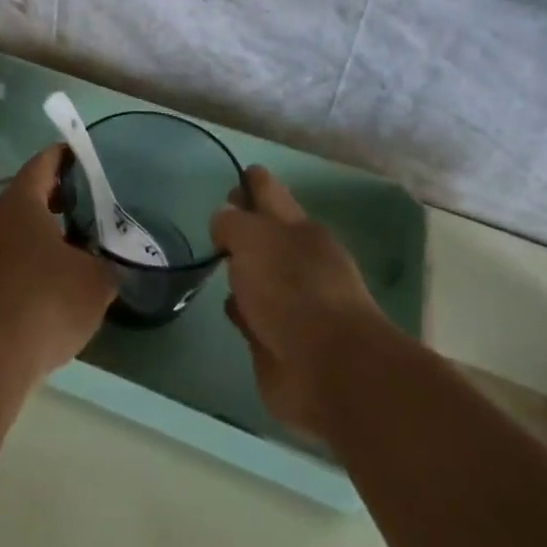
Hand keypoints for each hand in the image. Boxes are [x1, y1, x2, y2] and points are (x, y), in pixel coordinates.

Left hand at [0, 145, 117, 384]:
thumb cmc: (47, 302)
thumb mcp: (95, 281)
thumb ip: (108, 263)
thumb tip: (110, 262)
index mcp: (21, 202)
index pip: (43, 163)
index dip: (64, 157)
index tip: (82, 157)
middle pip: (27, 195)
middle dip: (56, 196)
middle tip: (86, 204)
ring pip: (15, 227)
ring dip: (41, 230)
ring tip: (73, 244)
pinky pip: (6, 255)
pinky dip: (28, 257)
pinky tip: (50, 279)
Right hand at [212, 166, 397, 437]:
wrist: (327, 368)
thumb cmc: (291, 289)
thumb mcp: (252, 239)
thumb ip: (232, 224)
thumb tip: (224, 219)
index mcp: (298, 228)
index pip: (269, 193)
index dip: (252, 183)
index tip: (237, 178)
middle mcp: (296, 260)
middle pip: (264, 234)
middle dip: (245, 226)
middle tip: (218, 223)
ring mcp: (291, 302)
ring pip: (259, 276)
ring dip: (242, 272)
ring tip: (219, 264)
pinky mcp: (279, 341)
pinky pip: (253, 316)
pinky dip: (242, 312)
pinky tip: (230, 310)